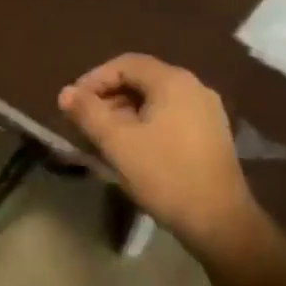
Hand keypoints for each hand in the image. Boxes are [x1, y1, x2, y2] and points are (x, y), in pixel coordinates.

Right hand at [57, 54, 251, 254]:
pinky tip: (133, 148)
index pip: (125, 63)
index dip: (94, 79)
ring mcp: (207, 111)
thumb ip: (88, 112)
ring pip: (155, 100)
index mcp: (173, 81)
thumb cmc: (165, 175)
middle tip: (86, 121)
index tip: (74, 103)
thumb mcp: (117, 143)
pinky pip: (170, 116)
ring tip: (105, 137)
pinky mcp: (211, 134)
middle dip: (109, 97)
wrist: (220, 221)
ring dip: (125, 112)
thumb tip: (66, 92)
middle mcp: (194, 87)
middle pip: (141, 79)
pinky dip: (146, 123)